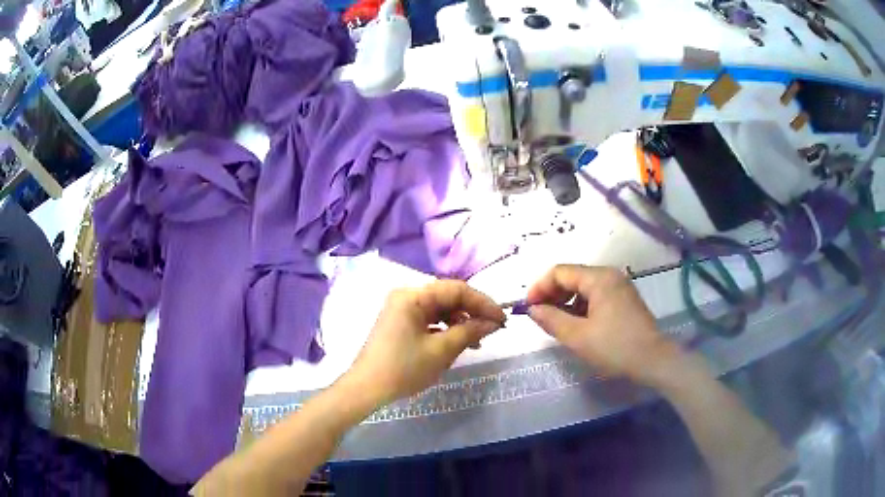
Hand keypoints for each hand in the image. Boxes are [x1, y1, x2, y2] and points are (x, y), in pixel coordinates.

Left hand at [342, 280, 505, 407]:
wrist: (367, 389)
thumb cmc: (404, 368)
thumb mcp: (441, 351)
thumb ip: (469, 332)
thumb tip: (493, 323)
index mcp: (413, 296)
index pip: (456, 289)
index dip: (483, 303)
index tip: (502, 319)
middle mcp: (407, 296)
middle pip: (448, 297)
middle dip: (472, 312)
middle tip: (493, 329)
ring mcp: (401, 310)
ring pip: (440, 309)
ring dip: (461, 322)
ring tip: (477, 341)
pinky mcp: (400, 323)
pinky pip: (430, 320)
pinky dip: (446, 329)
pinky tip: (457, 343)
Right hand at [527, 264, 681, 386]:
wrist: (653, 360)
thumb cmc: (615, 347)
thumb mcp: (578, 336)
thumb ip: (551, 319)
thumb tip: (532, 309)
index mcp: (598, 278)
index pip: (560, 272)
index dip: (539, 287)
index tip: (528, 308)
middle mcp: (610, 275)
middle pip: (572, 276)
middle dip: (552, 294)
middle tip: (540, 316)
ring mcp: (619, 287)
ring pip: (584, 287)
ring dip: (566, 301)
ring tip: (557, 323)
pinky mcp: (624, 300)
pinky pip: (596, 296)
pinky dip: (581, 306)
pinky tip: (577, 324)